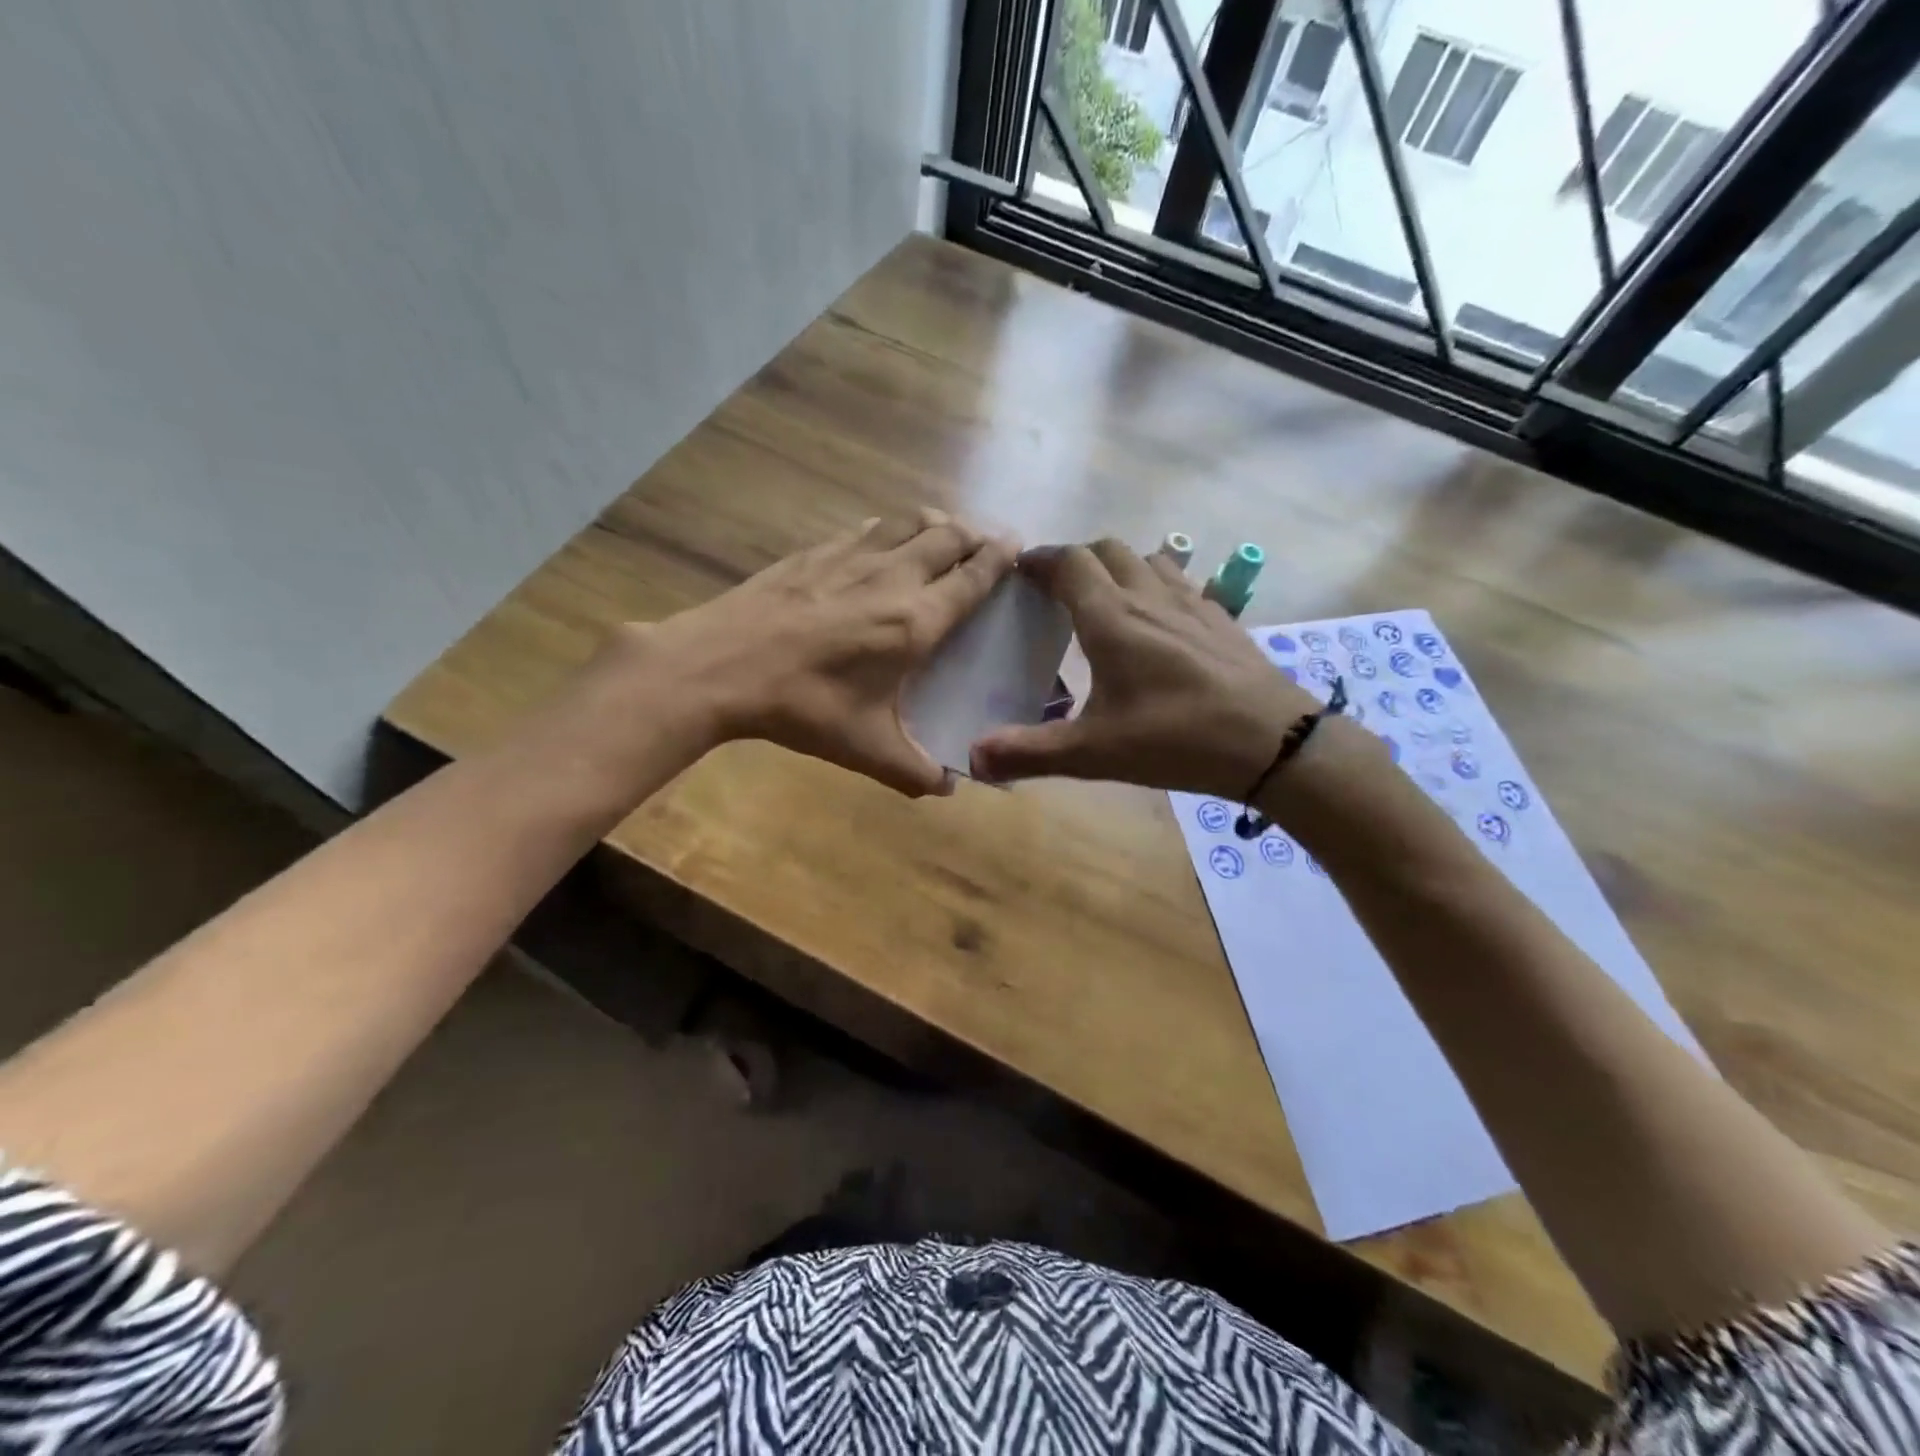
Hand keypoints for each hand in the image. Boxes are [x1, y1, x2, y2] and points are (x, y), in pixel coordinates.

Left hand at [634, 510, 1017, 795]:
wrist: (719, 667)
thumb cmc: (803, 708)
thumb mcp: (866, 750)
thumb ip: (914, 771)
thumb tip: (945, 790)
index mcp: (916, 622)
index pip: (974, 576)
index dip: (1001, 558)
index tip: (1019, 547)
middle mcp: (893, 577)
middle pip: (949, 535)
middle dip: (976, 535)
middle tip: (988, 543)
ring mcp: (851, 557)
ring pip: (909, 521)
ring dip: (937, 523)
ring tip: (946, 533)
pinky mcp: (814, 552)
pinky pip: (868, 528)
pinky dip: (890, 529)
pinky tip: (882, 543)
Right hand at [969, 539, 1324, 798]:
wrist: (1272, 742)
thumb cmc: (1176, 740)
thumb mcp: (1095, 753)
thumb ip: (1031, 752)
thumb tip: (973, 757)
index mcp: (1112, 619)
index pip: (1070, 564)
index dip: (1041, 560)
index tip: (1020, 569)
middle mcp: (1150, 598)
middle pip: (1108, 550)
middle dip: (1077, 559)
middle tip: (1057, 588)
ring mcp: (1192, 603)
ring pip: (1148, 559)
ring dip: (1119, 566)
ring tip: (1105, 598)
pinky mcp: (1222, 618)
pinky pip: (1182, 582)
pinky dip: (1157, 585)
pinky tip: (1160, 620)